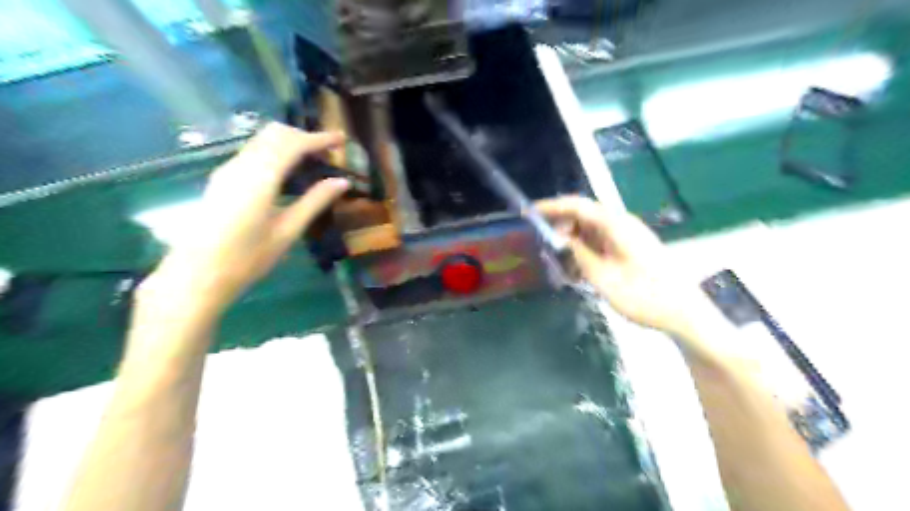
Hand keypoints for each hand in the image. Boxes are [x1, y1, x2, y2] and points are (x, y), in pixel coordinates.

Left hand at [141, 123, 348, 315]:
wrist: (196, 276)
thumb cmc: (247, 259)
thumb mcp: (287, 231)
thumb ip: (315, 202)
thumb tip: (342, 182)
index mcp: (260, 178)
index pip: (293, 144)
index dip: (319, 138)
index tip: (341, 139)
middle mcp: (241, 166)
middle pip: (274, 134)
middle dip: (303, 136)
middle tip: (327, 152)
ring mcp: (227, 171)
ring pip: (261, 141)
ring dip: (288, 143)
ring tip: (312, 162)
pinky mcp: (222, 179)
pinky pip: (252, 153)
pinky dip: (274, 153)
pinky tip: (287, 173)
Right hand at [534, 198, 713, 337]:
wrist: (684, 314)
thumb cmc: (644, 296)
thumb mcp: (604, 277)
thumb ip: (579, 254)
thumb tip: (558, 238)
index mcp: (617, 225)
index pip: (578, 205)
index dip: (551, 206)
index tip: (528, 212)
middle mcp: (621, 225)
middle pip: (583, 216)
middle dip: (560, 227)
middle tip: (540, 244)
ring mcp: (627, 237)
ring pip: (590, 231)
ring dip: (572, 243)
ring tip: (557, 264)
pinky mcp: (629, 250)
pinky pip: (600, 244)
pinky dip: (584, 254)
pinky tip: (577, 273)